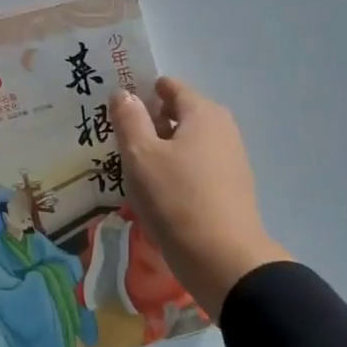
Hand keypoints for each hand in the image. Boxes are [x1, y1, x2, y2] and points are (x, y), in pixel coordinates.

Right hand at [109, 77, 291, 317]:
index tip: (116, 109)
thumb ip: (129, 119)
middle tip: (117, 139)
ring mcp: (230, 159)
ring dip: (161, 149)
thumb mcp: (140, 155)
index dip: (142, 92)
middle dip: (150, 122)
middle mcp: (222, 128)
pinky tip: (156, 190)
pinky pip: (195, 166)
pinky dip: (175, 169)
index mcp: (202, 112)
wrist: (221, 258)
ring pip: (187, 142)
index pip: (169, 87)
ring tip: (132, 167)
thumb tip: (124, 93)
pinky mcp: (229, 187)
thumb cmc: (175, 198)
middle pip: (179, 114)